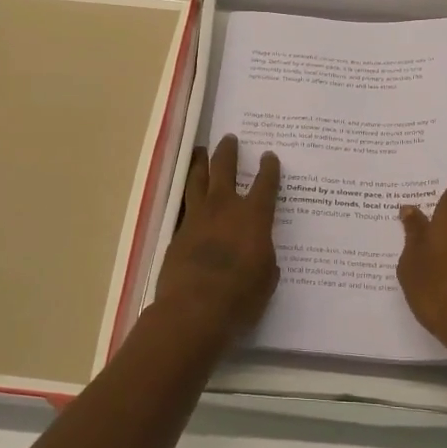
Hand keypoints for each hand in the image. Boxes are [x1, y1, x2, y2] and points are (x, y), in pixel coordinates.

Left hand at [154, 134, 280, 338]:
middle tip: (229, 138)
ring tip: (200, 152)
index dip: (269, 169)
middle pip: (224, 170)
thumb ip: (264, 258)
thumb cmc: (240, 296)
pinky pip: (184, 207)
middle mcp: (224, 209)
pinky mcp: (177, 234)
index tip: (269, 156)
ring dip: (200, 164)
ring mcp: (196, 218)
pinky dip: (188, 197)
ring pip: (196, 181)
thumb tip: (259, 251)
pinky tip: (188, 197)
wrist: (193, 309)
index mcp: (253, 217)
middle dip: (228, 152)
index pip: (265, 185)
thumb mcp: (266, 278)